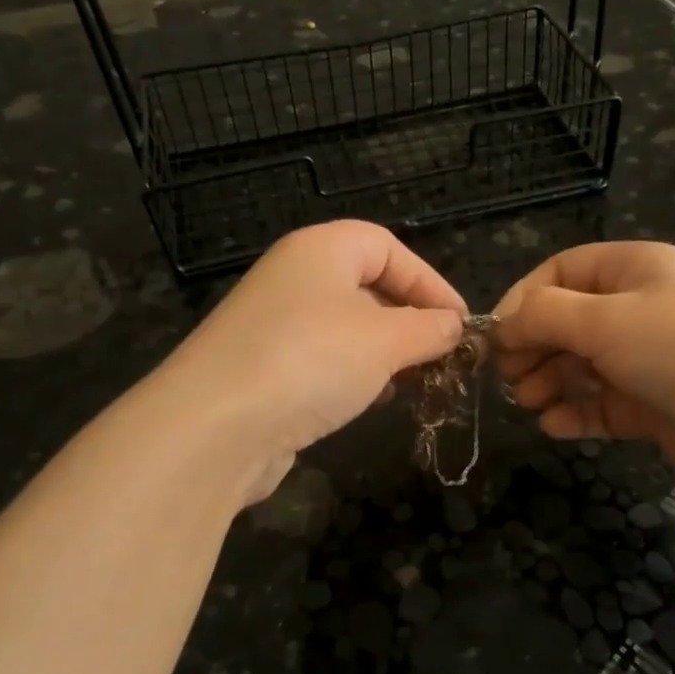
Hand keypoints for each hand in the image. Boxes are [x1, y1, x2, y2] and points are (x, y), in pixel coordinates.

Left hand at [164, 221, 466, 502]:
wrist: (215, 427)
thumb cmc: (311, 361)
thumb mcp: (385, 340)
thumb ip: (427, 329)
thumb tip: (452, 327)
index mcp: (320, 250)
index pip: (387, 247)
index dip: (430, 280)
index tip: (459, 323)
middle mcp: (293, 278)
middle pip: (366, 285)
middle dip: (409, 319)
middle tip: (441, 356)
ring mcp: (274, 325)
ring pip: (345, 327)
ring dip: (384, 352)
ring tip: (414, 381)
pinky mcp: (263, 369)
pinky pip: (321, 360)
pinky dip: (353, 375)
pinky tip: (371, 400)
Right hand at [493, 242, 674, 495]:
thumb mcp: (604, 320)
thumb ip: (542, 316)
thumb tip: (500, 325)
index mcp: (634, 269)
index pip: (562, 272)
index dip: (524, 300)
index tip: (495, 336)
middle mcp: (640, 308)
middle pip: (568, 321)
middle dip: (534, 346)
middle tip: (508, 376)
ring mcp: (648, 358)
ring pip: (582, 364)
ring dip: (550, 380)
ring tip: (528, 402)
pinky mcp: (653, 403)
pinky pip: (602, 402)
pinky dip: (576, 411)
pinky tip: (553, 425)